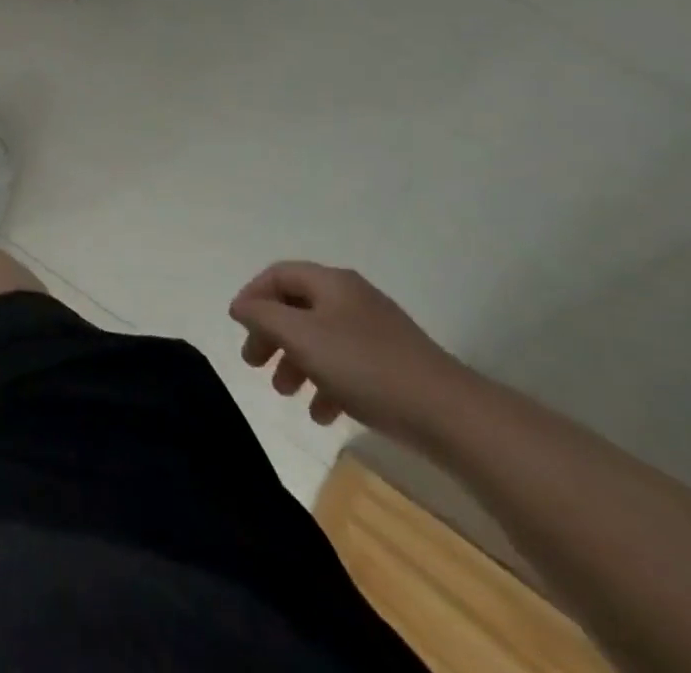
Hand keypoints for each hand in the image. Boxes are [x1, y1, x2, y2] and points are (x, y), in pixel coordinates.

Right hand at [228, 262, 473, 443]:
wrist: (452, 416)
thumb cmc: (365, 367)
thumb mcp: (301, 336)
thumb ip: (263, 317)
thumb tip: (241, 306)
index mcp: (331, 282)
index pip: (278, 275)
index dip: (252, 296)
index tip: (238, 328)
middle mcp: (353, 298)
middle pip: (297, 307)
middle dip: (271, 335)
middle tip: (254, 364)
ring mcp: (377, 332)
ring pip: (321, 339)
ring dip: (296, 362)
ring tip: (285, 393)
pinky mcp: (395, 366)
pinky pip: (348, 365)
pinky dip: (327, 383)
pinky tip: (323, 413)